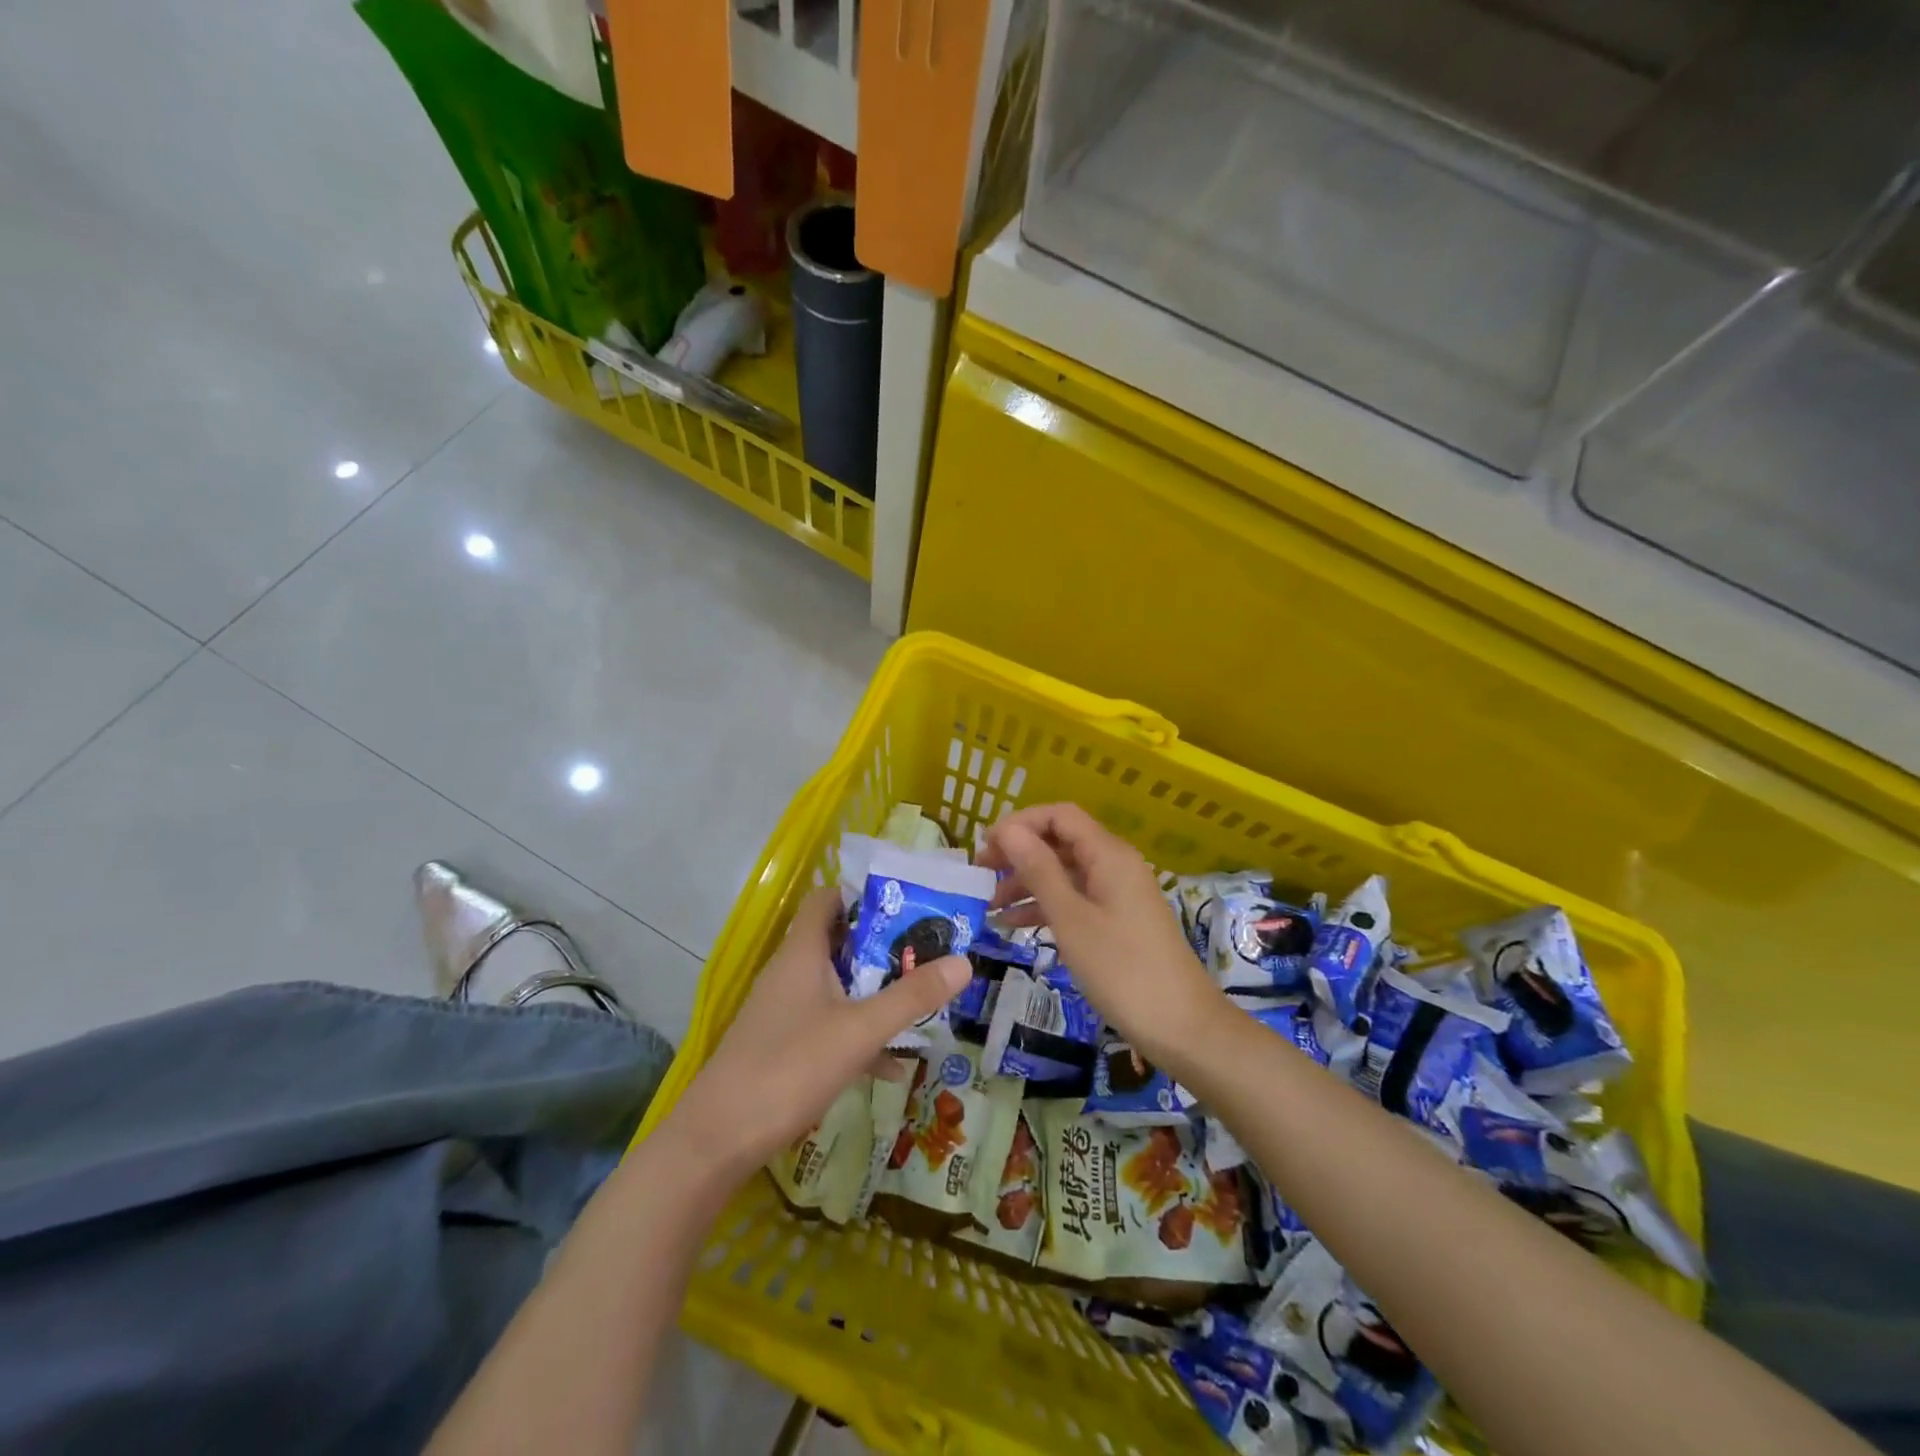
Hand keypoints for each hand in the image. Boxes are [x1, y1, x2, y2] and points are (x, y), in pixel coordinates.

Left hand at [663, 888, 970, 1178]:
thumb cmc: (789, 1067)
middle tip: (928, 951)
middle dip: (883, 946)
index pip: (827, 899)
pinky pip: (829, 1024)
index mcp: (802, 952)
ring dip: (874, 990)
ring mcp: (784, 1010)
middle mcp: (791, 972)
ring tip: (920, 999)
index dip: (862, 893)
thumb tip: (964, 962)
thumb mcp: (860, 1030)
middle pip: (839, 941)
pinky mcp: (783, 1044)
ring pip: (837, 985)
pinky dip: (858, 1032)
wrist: (717, 1139)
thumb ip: (911, 997)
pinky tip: (891, 1063)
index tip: (906, 903)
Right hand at [979, 803, 1222, 1073]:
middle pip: (1060, 841)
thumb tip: (1008, 829)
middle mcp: (1114, 864)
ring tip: (990, 904)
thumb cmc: (1122, 969)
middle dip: (1019, 853)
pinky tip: (1013, 925)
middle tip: (981, 875)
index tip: (986, 846)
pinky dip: (1045, 906)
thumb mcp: (1071, 918)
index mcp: (1108, 854)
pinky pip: (1074, 899)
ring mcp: (1117, 893)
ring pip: (1064, 872)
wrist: (1181, 1026)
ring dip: (1027, 882)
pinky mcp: (1117, 920)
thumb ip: (1039, 870)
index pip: (1059, 815)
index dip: (1020, 823)